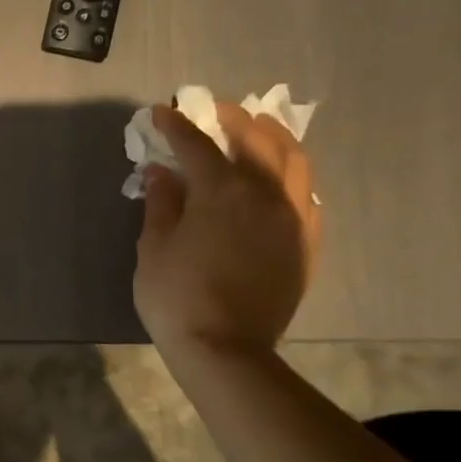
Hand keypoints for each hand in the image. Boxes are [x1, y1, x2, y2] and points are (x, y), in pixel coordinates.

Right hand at [133, 102, 319, 354]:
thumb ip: (161, 202)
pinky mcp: (306, 240)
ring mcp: (293, 216)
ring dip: (271, 137)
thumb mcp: (154, 247)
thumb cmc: (177, 296)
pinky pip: (306, 192)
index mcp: (222, 191)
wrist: (226, 348)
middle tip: (210, 113)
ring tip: (254, 131)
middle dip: (230, 119)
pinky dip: (290, 173)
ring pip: (293, 159)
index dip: (176, 125)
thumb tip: (162, 171)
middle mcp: (266, 193)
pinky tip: (277, 177)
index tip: (161, 113)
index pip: (198, 144)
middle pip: (255, 139)